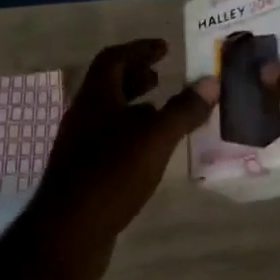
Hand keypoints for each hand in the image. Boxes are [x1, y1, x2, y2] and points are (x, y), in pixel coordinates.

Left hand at [16, 40, 217, 279]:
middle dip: (136, 75)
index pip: (113, 59)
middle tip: (162, 74)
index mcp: (96, 98)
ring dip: (134, 106)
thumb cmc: (111, 175)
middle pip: (108, 85)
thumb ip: (183, 110)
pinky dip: (131, 133)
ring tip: (162, 110)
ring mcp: (80, 145)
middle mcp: (83, 115)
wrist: (69, 231)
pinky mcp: (84, 172)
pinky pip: (110, 140)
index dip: (139, 49)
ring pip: (109, 114)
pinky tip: (150, 151)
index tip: (164, 47)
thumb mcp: (155, 139)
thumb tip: (210, 82)